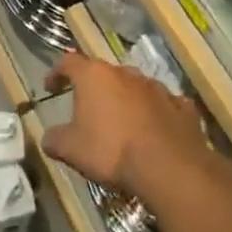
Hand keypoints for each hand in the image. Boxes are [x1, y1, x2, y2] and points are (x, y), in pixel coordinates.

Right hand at [38, 52, 208, 198]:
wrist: (169, 169)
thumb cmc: (111, 151)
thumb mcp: (71, 150)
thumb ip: (54, 139)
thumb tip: (49, 138)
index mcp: (94, 76)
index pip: (68, 62)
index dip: (57, 72)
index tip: (51, 87)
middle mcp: (125, 73)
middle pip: (104, 73)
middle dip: (95, 88)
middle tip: (88, 108)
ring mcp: (157, 88)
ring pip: (135, 87)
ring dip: (126, 99)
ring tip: (122, 121)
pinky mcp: (183, 107)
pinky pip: (164, 105)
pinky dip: (156, 114)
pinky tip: (154, 131)